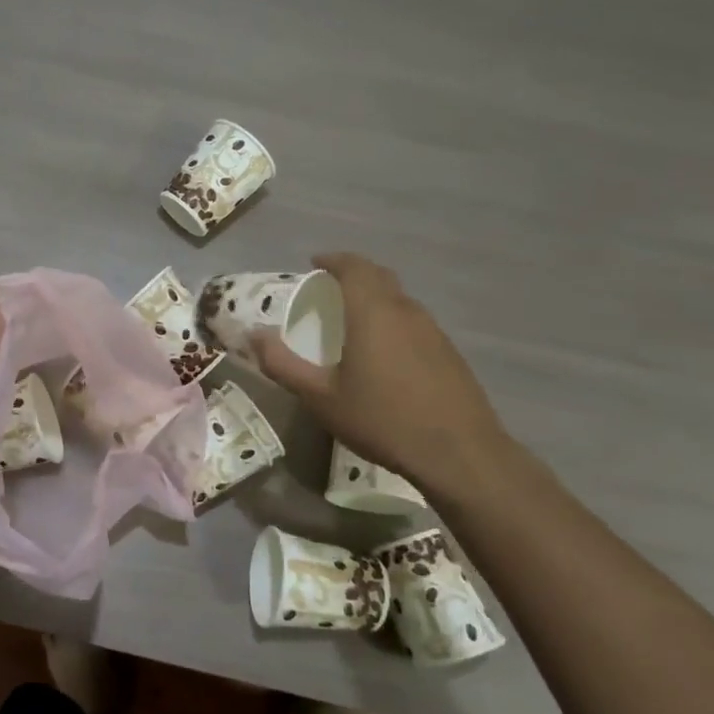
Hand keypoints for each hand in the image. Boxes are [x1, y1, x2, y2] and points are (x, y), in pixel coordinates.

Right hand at [254, 253, 515, 501]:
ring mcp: (433, 330)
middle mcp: (406, 311)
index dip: (333, 259)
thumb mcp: (321, 398)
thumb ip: (283, 364)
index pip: (354, 267)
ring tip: (352, 318)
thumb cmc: (382, 420)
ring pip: (399, 298)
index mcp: (373, 312)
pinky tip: (382, 351)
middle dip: (353, 272)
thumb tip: (254, 336)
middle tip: (329, 286)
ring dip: (374, 296)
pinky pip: (413, 320)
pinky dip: (391, 319)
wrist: (459, 454)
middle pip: (379, 276)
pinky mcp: (449, 352)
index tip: (314, 262)